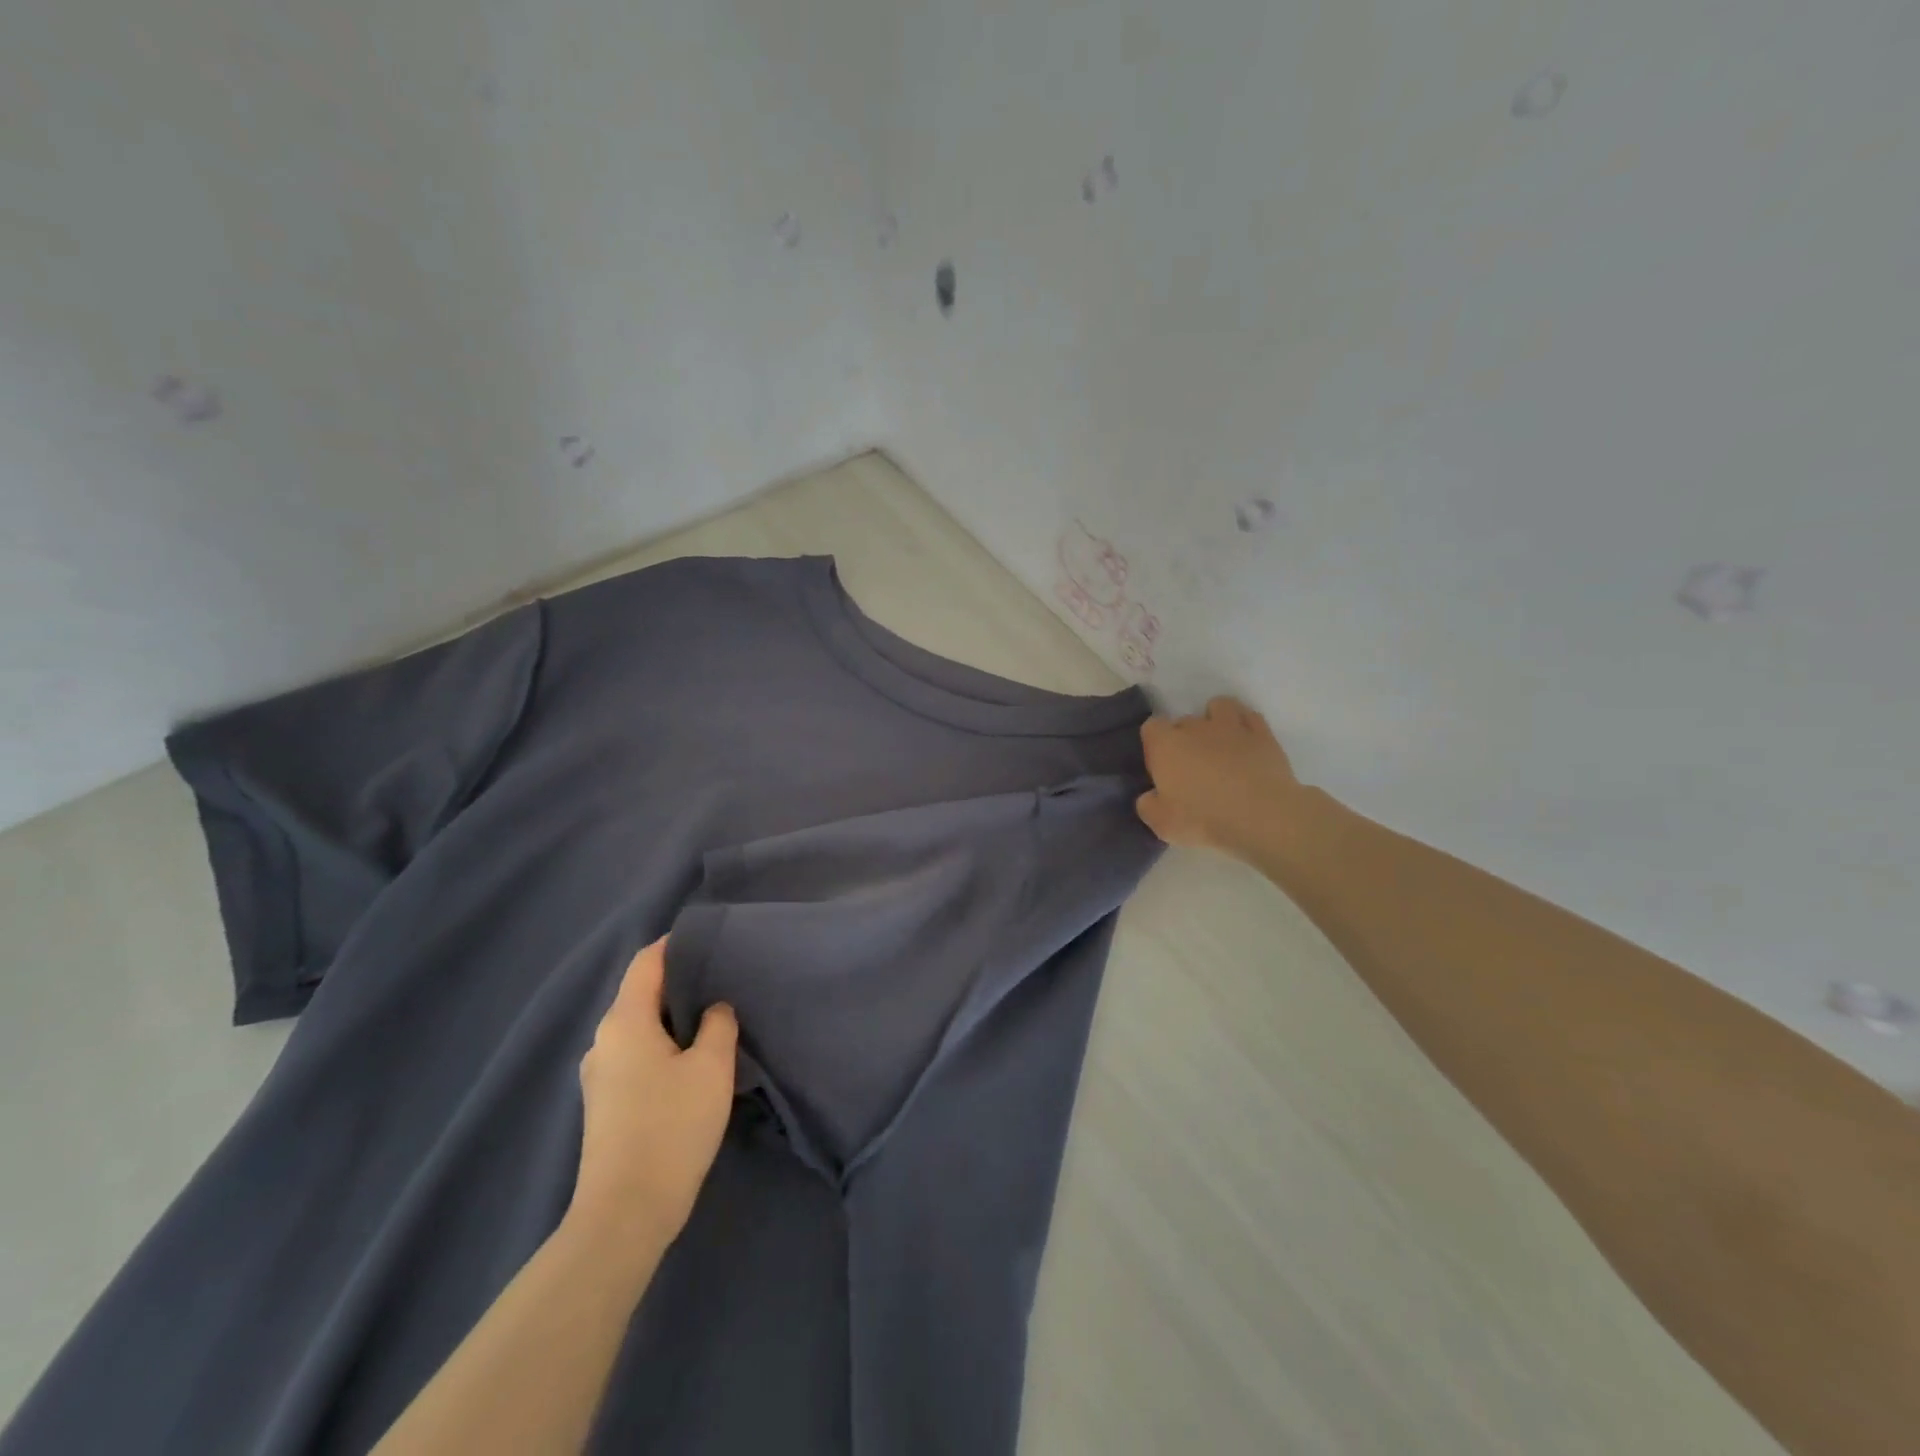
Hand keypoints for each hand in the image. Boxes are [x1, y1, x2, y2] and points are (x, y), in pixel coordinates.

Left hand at [568, 938, 736, 1263]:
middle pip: (641, 993)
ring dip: (672, 1018)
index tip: (711, 939)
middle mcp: (603, 1040)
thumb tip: (714, 1009)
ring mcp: (600, 1074)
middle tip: (723, 979)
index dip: (676, 944)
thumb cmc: (671, 1128)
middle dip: (680, 982)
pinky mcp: (605, 1103)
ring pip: (640, 1027)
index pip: (646, 962)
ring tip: (713, 1018)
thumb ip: (717, 1025)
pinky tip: (691, 1060)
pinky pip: (636, 1054)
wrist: (624, 1214)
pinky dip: (663, 1045)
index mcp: (624, 1021)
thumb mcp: (711, 1067)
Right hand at [1137, 696, 1302, 859]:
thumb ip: (1148, 806)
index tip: (1161, 766)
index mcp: (1165, 745)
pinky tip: (1245, 743)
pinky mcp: (1263, 734)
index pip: (1151, 727)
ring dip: (1215, 720)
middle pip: (1183, 721)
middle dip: (1185, 739)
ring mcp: (1231, 727)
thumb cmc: (1204, 820)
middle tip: (1192, 768)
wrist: (1261, 817)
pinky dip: (1244, 725)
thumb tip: (1150, 797)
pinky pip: (1249, 716)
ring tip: (1219, 745)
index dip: (1155, 744)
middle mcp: (1195, 728)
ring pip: (1218, 706)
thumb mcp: (1162, 824)